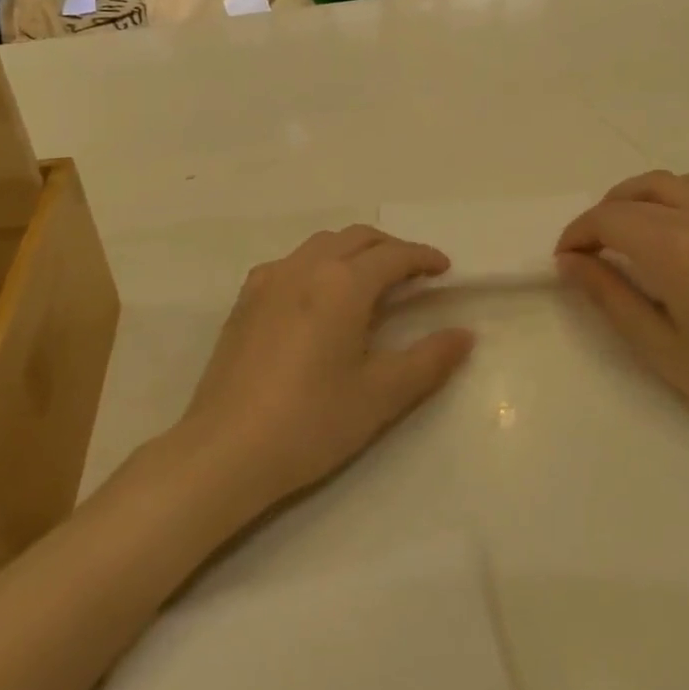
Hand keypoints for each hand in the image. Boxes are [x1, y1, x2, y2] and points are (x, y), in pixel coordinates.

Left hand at [178, 225, 474, 511]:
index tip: (444, 270)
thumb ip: (428, 360)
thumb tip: (464, 334)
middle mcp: (305, 267)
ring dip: (355, 251)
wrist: (224, 451)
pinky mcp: (246, 299)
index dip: (423, 258)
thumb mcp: (381, 395)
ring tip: (372, 282)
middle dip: (391, 248)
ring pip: (323, 244)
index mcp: (342, 283)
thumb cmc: (311, 422)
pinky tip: (320, 298)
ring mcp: (269, 279)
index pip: (393, 255)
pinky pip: (293, 263)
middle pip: (358, 238)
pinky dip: (320, 264)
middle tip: (414, 274)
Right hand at [556, 171, 688, 447]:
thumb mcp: (658, 346)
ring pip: (668, 183)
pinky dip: (681, 189)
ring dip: (633, 196)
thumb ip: (609, 296)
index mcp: (673, 251)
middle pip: (632, 199)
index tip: (564, 262)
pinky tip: (673, 213)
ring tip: (621, 228)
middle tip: (585, 253)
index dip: (577, 235)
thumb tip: (570, 263)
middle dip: (598, 218)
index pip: (608, 221)